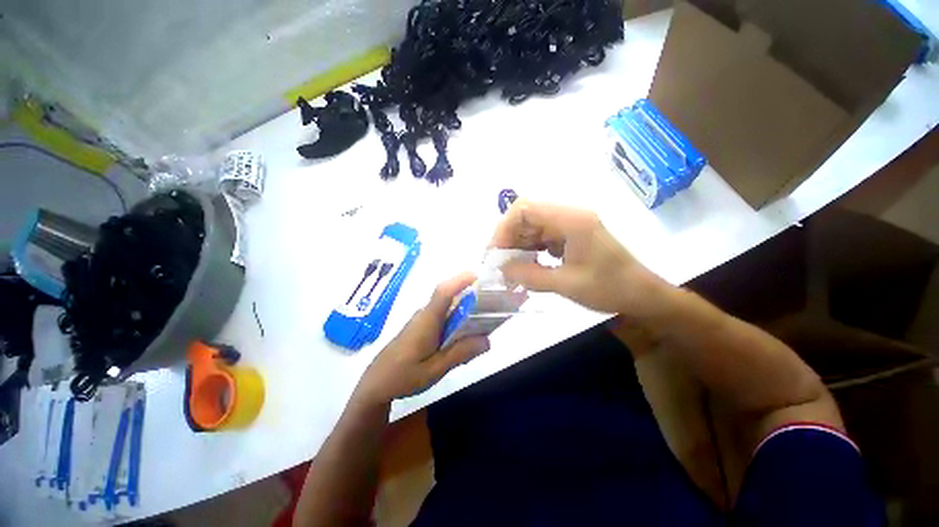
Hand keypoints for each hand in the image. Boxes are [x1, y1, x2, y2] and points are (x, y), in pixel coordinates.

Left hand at [353, 273, 490, 406]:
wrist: (376, 383)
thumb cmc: (403, 376)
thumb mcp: (434, 369)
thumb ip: (460, 353)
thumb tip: (487, 340)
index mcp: (427, 320)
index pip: (443, 292)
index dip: (460, 280)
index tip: (478, 275)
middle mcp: (425, 314)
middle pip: (449, 297)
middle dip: (471, 296)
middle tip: (492, 305)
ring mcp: (422, 320)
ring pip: (447, 308)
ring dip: (465, 310)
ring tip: (484, 323)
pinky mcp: (422, 327)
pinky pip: (443, 317)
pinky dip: (457, 321)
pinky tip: (464, 338)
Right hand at [491, 200, 666, 315]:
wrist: (643, 295)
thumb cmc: (611, 289)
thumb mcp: (566, 285)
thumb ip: (530, 275)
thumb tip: (502, 268)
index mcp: (572, 220)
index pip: (525, 208)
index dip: (504, 228)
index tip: (496, 253)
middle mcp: (569, 216)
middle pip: (526, 216)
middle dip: (508, 239)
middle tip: (500, 264)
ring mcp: (570, 224)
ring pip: (531, 227)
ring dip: (518, 246)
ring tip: (511, 269)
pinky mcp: (570, 235)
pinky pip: (541, 236)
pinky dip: (530, 250)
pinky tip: (528, 266)